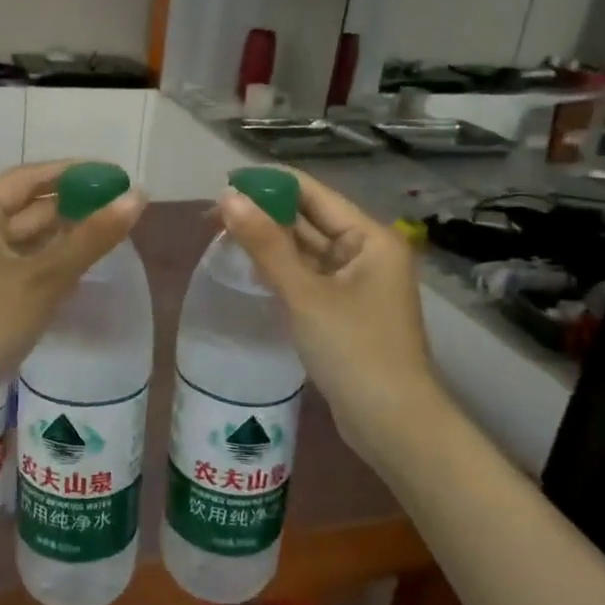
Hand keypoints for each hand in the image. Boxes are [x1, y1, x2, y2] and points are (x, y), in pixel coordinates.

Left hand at [0, 162, 146, 424]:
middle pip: (30, 205)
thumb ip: (91, 237)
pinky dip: (49, 259)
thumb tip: (137, 197)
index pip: (32, 176)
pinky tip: (82, 264)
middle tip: (122, 206)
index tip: (116, 177)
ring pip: (27, 235)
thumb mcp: (44, 278)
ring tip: (111, 232)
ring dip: (65, 234)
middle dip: (74, 205)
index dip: (76, 173)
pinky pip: (21, 260)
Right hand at [216, 169, 441, 452]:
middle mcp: (366, 252)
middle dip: (264, 213)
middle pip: (309, 219)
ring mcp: (355, 283)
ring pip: (305, 249)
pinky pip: (306, 276)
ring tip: (220, 234)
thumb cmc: (354, 350)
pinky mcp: (342, 309)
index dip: (270, 184)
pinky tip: (247, 266)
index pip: (314, 194)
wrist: (391, 422)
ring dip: (268, 241)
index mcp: (369, 238)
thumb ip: (265, 244)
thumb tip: (228, 198)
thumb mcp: (305, 294)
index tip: (224, 183)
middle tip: (212, 214)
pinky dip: (279, 269)